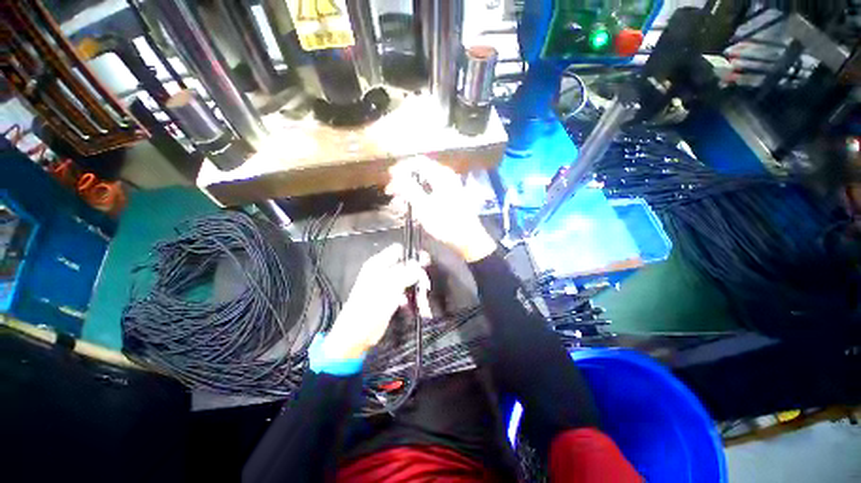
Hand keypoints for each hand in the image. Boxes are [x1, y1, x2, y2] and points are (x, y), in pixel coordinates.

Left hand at [323, 244, 427, 359]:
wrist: (357, 334)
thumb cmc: (369, 308)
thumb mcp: (390, 288)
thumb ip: (406, 273)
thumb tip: (420, 262)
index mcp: (378, 264)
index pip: (399, 250)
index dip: (413, 255)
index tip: (425, 264)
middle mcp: (383, 272)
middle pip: (407, 266)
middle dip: (418, 277)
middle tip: (425, 288)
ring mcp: (388, 285)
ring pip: (409, 280)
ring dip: (418, 291)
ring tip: (422, 304)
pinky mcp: (391, 297)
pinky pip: (406, 293)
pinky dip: (412, 299)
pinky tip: (415, 308)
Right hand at [387, 157, 495, 261]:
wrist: (468, 241)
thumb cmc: (445, 223)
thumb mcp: (423, 206)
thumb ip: (408, 188)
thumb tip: (395, 174)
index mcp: (442, 175)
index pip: (417, 162)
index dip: (401, 168)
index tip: (389, 179)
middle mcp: (446, 177)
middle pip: (420, 173)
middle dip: (404, 182)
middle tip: (392, 194)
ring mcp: (449, 188)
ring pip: (424, 184)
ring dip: (409, 192)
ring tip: (399, 205)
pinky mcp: (449, 199)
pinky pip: (430, 193)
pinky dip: (419, 199)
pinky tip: (412, 210)